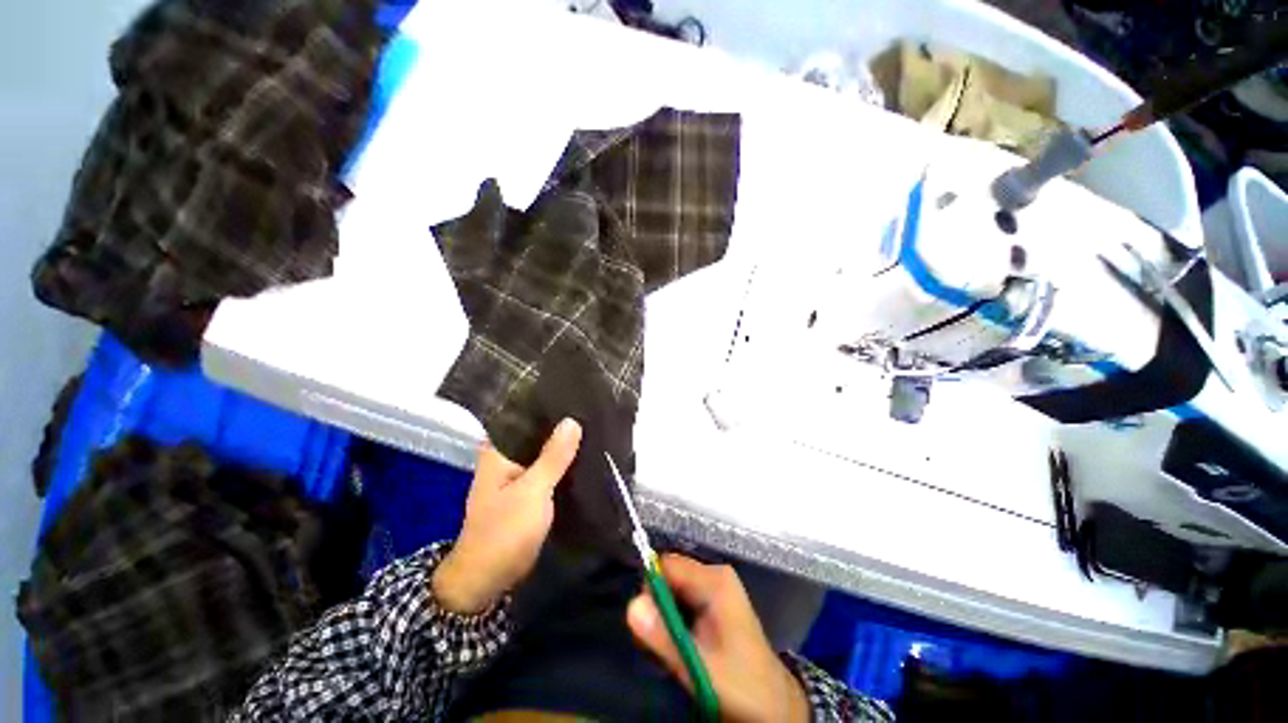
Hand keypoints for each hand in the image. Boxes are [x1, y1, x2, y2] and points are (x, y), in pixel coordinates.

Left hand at [432, 419, 581, 613]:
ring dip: (564, 445)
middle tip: (592, 409)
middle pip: (537, 434)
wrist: (489, 578)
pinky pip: (548, 469)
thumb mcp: (532, 491)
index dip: (549, 406)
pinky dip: (563, 463)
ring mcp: (518, 475)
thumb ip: (553, 457)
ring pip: (544, 452)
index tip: (575, 395)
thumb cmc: (504, 531)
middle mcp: (506, 458)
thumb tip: (572, 420)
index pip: (524, 417)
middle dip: (561, 425)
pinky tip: (584, 454)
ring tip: (594, 426)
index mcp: (499, 451)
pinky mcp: (529, 490)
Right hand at [626, 555, 808, 722]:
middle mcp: (715, 574)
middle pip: (669, 575)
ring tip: (671, 646)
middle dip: (657, 605)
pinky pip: (682, 598)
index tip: (645, 623)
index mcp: (715, 580)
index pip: (667, 565)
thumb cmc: (741, 686)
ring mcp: (715, 586)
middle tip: (659, 641)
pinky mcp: (714, 600)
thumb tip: (630, 606)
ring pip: (673, 588)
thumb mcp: (699, 666)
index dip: (651, 590)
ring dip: (664, 615)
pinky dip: (674, 619)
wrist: (775, 706)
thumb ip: (664, 638)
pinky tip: (681, 643)